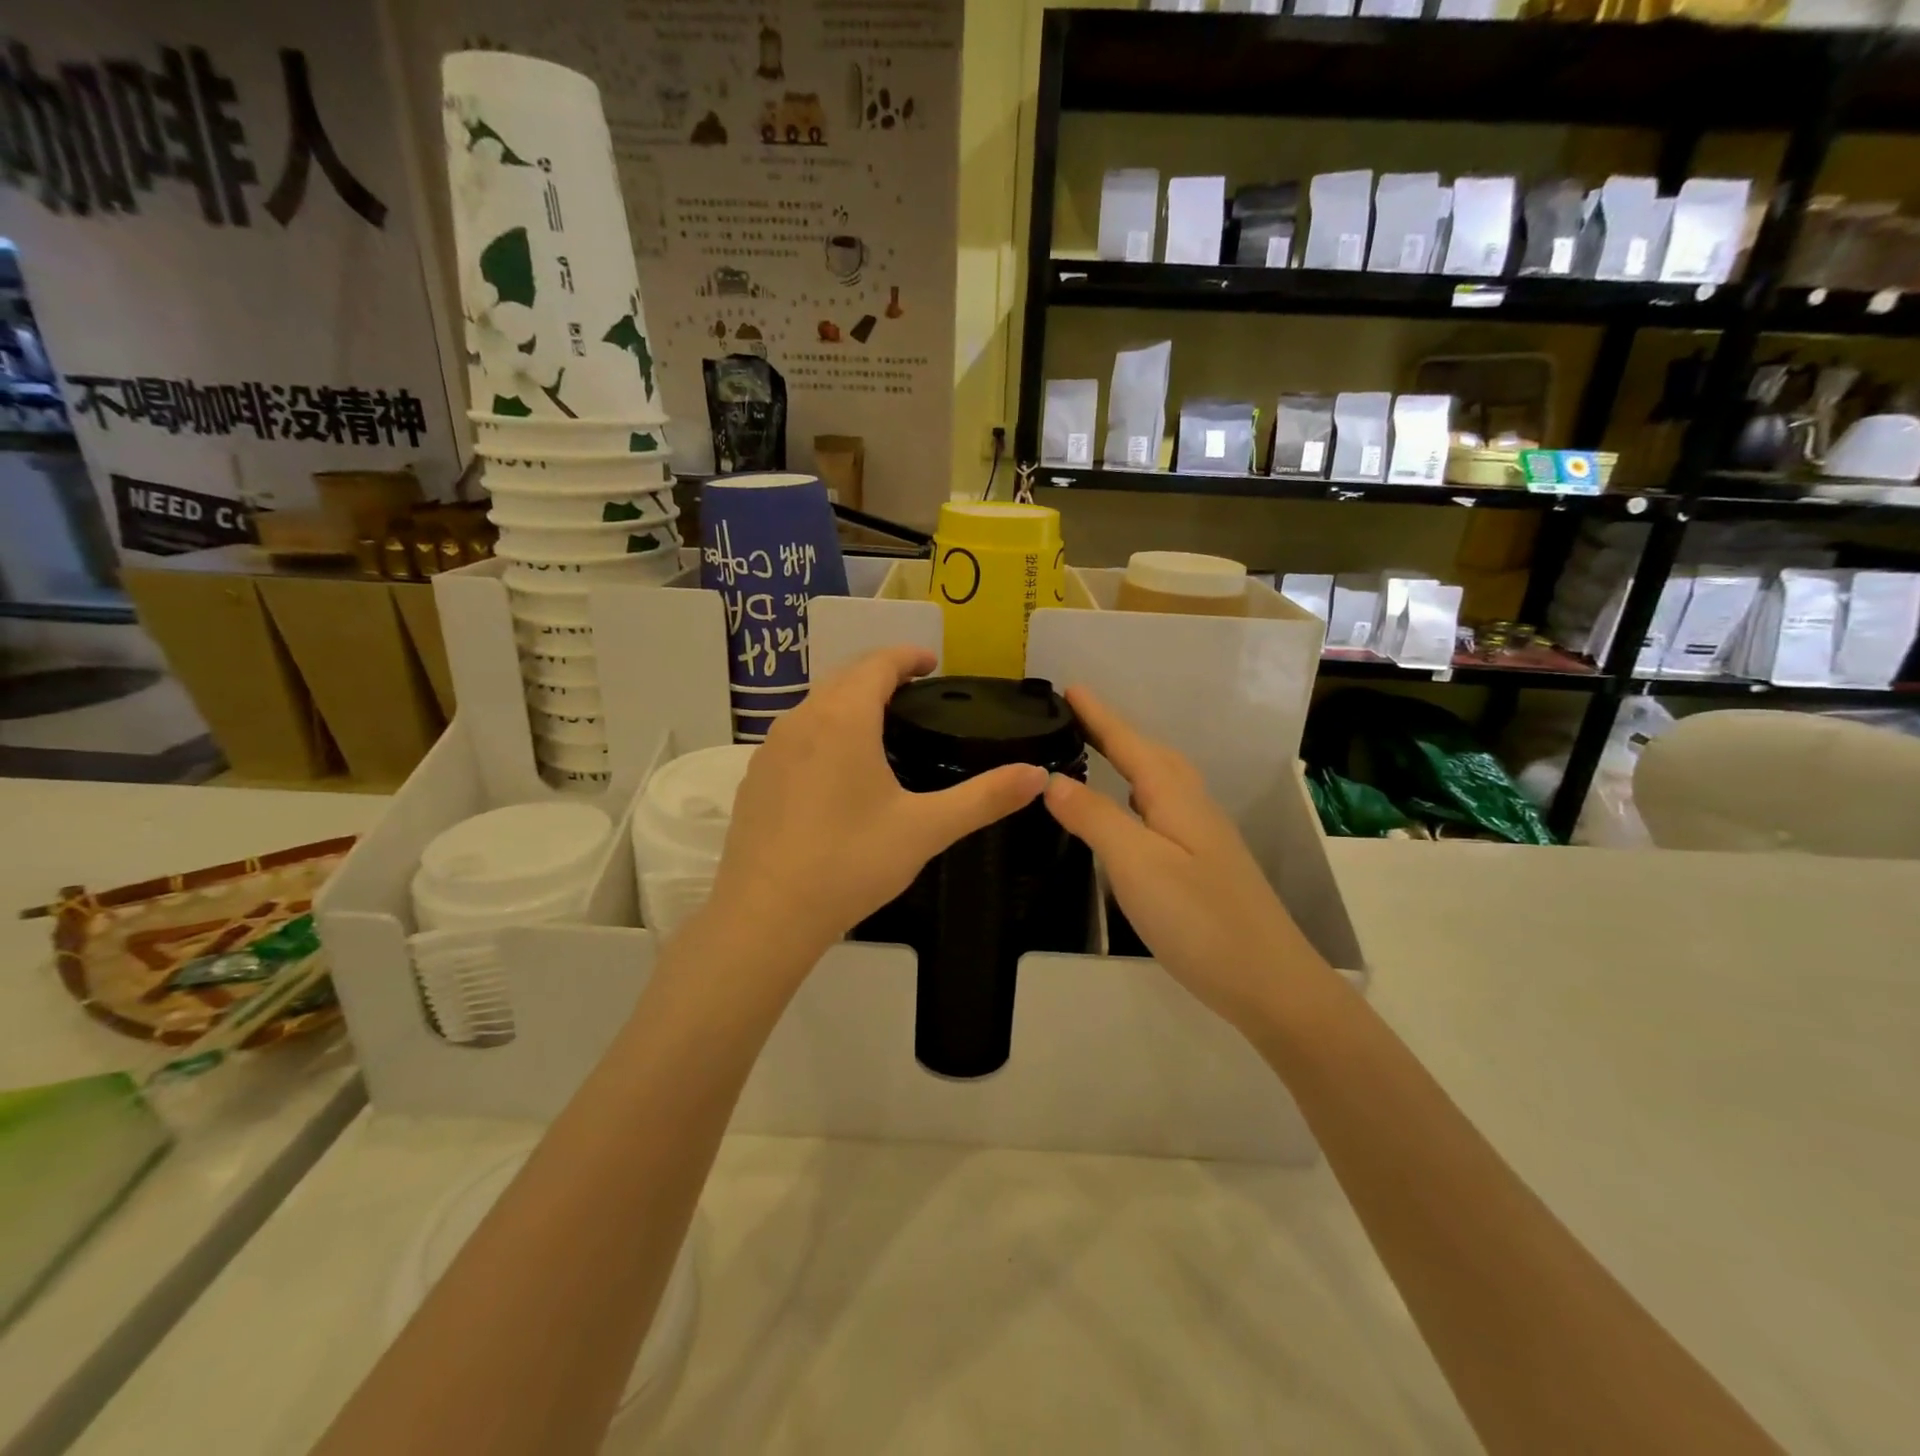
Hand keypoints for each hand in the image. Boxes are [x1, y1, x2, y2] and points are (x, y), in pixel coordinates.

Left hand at [709, 646, 1048, 958]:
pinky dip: (823, 730)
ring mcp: (771, 749)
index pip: (877, 663)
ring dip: (849, 701)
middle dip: (880, 674)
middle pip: (844, 677)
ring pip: (816, 705)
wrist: (767, 915)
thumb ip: (984, 798)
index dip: (907, 656)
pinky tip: (838, 770)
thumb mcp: (926, 829)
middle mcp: (802, 720)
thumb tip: (1038, 776)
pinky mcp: (755, 778)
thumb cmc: (851, 862)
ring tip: (881, 725)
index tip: (932, 664)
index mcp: (844, 718)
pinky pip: (795, 735)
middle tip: (915, 693)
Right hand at [1042, 687, 1327, 1036]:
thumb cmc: (1199, 919)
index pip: (1129, 743)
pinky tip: (1128, 814)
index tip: (1068, 688)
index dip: (1098, 716)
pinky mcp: (1203, 864)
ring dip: (1127, 760)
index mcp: (1175, 796)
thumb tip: (1052, 779)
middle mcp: (1192, 806)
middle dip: (1113, 732)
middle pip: (1149, 754)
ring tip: (1095, 754)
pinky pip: (1161, 809)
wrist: (1270, 983)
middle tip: (1074, 718)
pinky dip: (1136, 795)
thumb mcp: (1137, 864)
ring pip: (1159, 782)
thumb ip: (1094, 818)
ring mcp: (1202, 836)